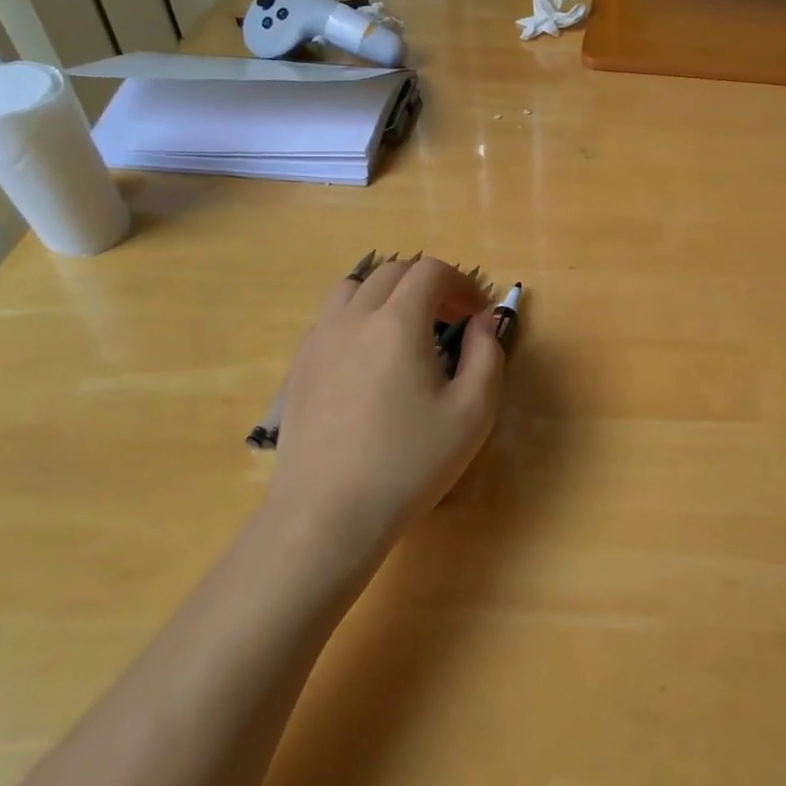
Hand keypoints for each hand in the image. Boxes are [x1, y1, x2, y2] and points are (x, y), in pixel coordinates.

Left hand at [268, 257, 504, 558]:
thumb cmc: (409, 463)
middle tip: (451, 321)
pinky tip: (370, 360)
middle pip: (393, 271)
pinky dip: (358, 317)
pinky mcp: (299, 367)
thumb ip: (487, 354)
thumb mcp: (473, 412)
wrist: (328, 514)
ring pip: (355, 288)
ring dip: (389, 294)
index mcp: (398, 322)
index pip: (431, 271)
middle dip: (429, 285)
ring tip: (407, 330)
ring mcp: (319, 340)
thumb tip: (483, 320)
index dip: (462, 283)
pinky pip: (331, 318)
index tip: (478, 314)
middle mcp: (354, 317)